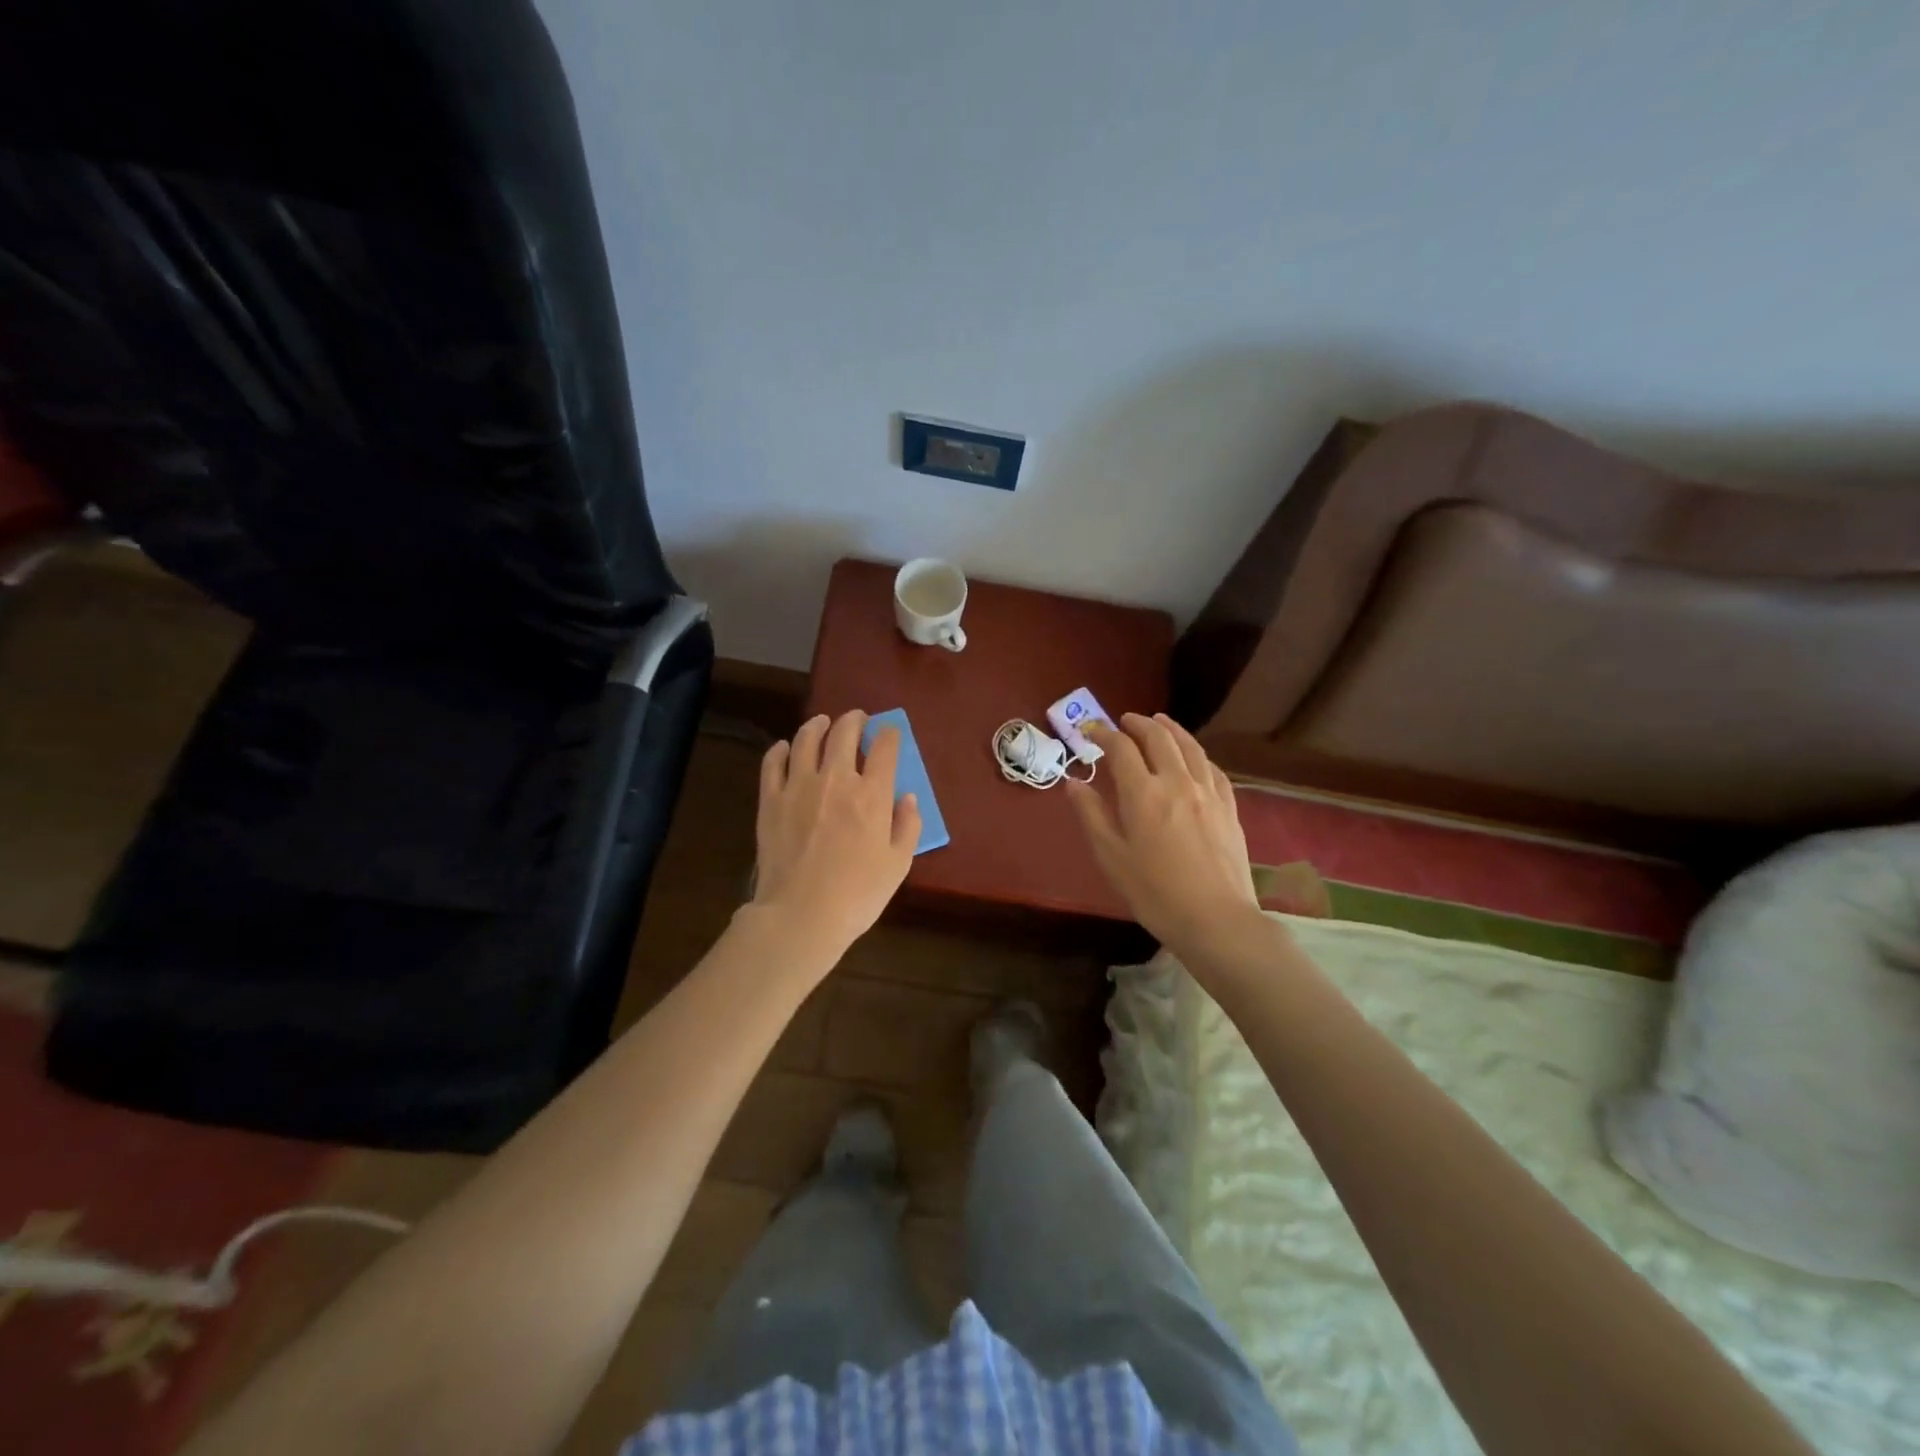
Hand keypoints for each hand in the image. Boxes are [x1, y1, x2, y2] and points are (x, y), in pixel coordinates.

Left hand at [750, 711, 920, 962]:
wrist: (801, 915)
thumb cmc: (858, 895)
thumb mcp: (898, 864)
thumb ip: (907, 826)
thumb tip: (907, 797)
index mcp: (872, 794)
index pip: (884, 747)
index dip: (889, 734)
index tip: (890, 733)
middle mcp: (835, 779)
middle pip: (843, 733)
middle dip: (854, 720)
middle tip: (857, 719)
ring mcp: (798, 786)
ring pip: (806, 740)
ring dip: (817, 725)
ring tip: (822, 723)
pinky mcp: (770, 800)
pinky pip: (772, 763)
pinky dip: (779, 750)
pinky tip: (784, 748)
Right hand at [1066, 713, 1260, 952]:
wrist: (1215, 919)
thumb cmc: (1154, 892)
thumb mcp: (1111, 856)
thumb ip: (1091, 814)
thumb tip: (1073, 782)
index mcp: (1143, 793)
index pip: (1121, 748)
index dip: (1103, 734)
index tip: (1090, 732)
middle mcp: (1177, 782)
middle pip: (1159, 738)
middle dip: (1138, 724)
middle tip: (1124, 721)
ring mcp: (1208, 793)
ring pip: (1190, 747)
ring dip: (1171, 729)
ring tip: (1159, 721)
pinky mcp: (1229, 808)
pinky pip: (1213, 769)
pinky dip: (1198, 755)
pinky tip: (1194, 758)